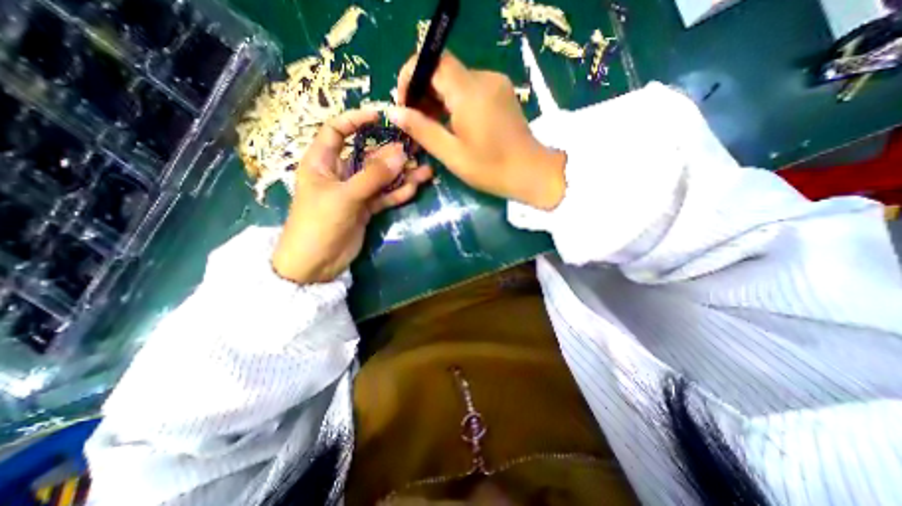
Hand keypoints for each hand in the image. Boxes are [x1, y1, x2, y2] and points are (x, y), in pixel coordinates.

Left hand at [272, 108, 433, 284]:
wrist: (316, 264)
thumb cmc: (319, 224)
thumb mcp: (345, 196)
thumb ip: (373, 176)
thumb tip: (401, 154)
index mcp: (322, 162)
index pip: (336, 131)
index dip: (356, 120)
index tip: (380, 116)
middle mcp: (339, 174)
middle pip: (367, 156)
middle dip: (391, 153)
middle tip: (417, 149)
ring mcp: (355, 192)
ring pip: (381, 179)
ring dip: (401, 175)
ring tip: (425, 171)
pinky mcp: (365, 209)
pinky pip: (384, 196)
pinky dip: (398, 193)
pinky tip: (414, 188)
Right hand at [388, 51, 561, 208]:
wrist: (531, 173)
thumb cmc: (490, 168)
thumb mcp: (452, 153)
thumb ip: (422, 130)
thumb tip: (394, 112)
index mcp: (469, 92)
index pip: (431, 61)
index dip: (411, 76)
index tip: (404, 103)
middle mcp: (483, 78)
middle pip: (443, 70)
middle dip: (423, 91)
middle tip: (415, 121)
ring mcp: (495, 84)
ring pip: (456, 80)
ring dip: (438, 98)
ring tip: (432, 126)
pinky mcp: (501, 93)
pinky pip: (470, 88)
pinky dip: (455, 101)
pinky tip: (452, 124)